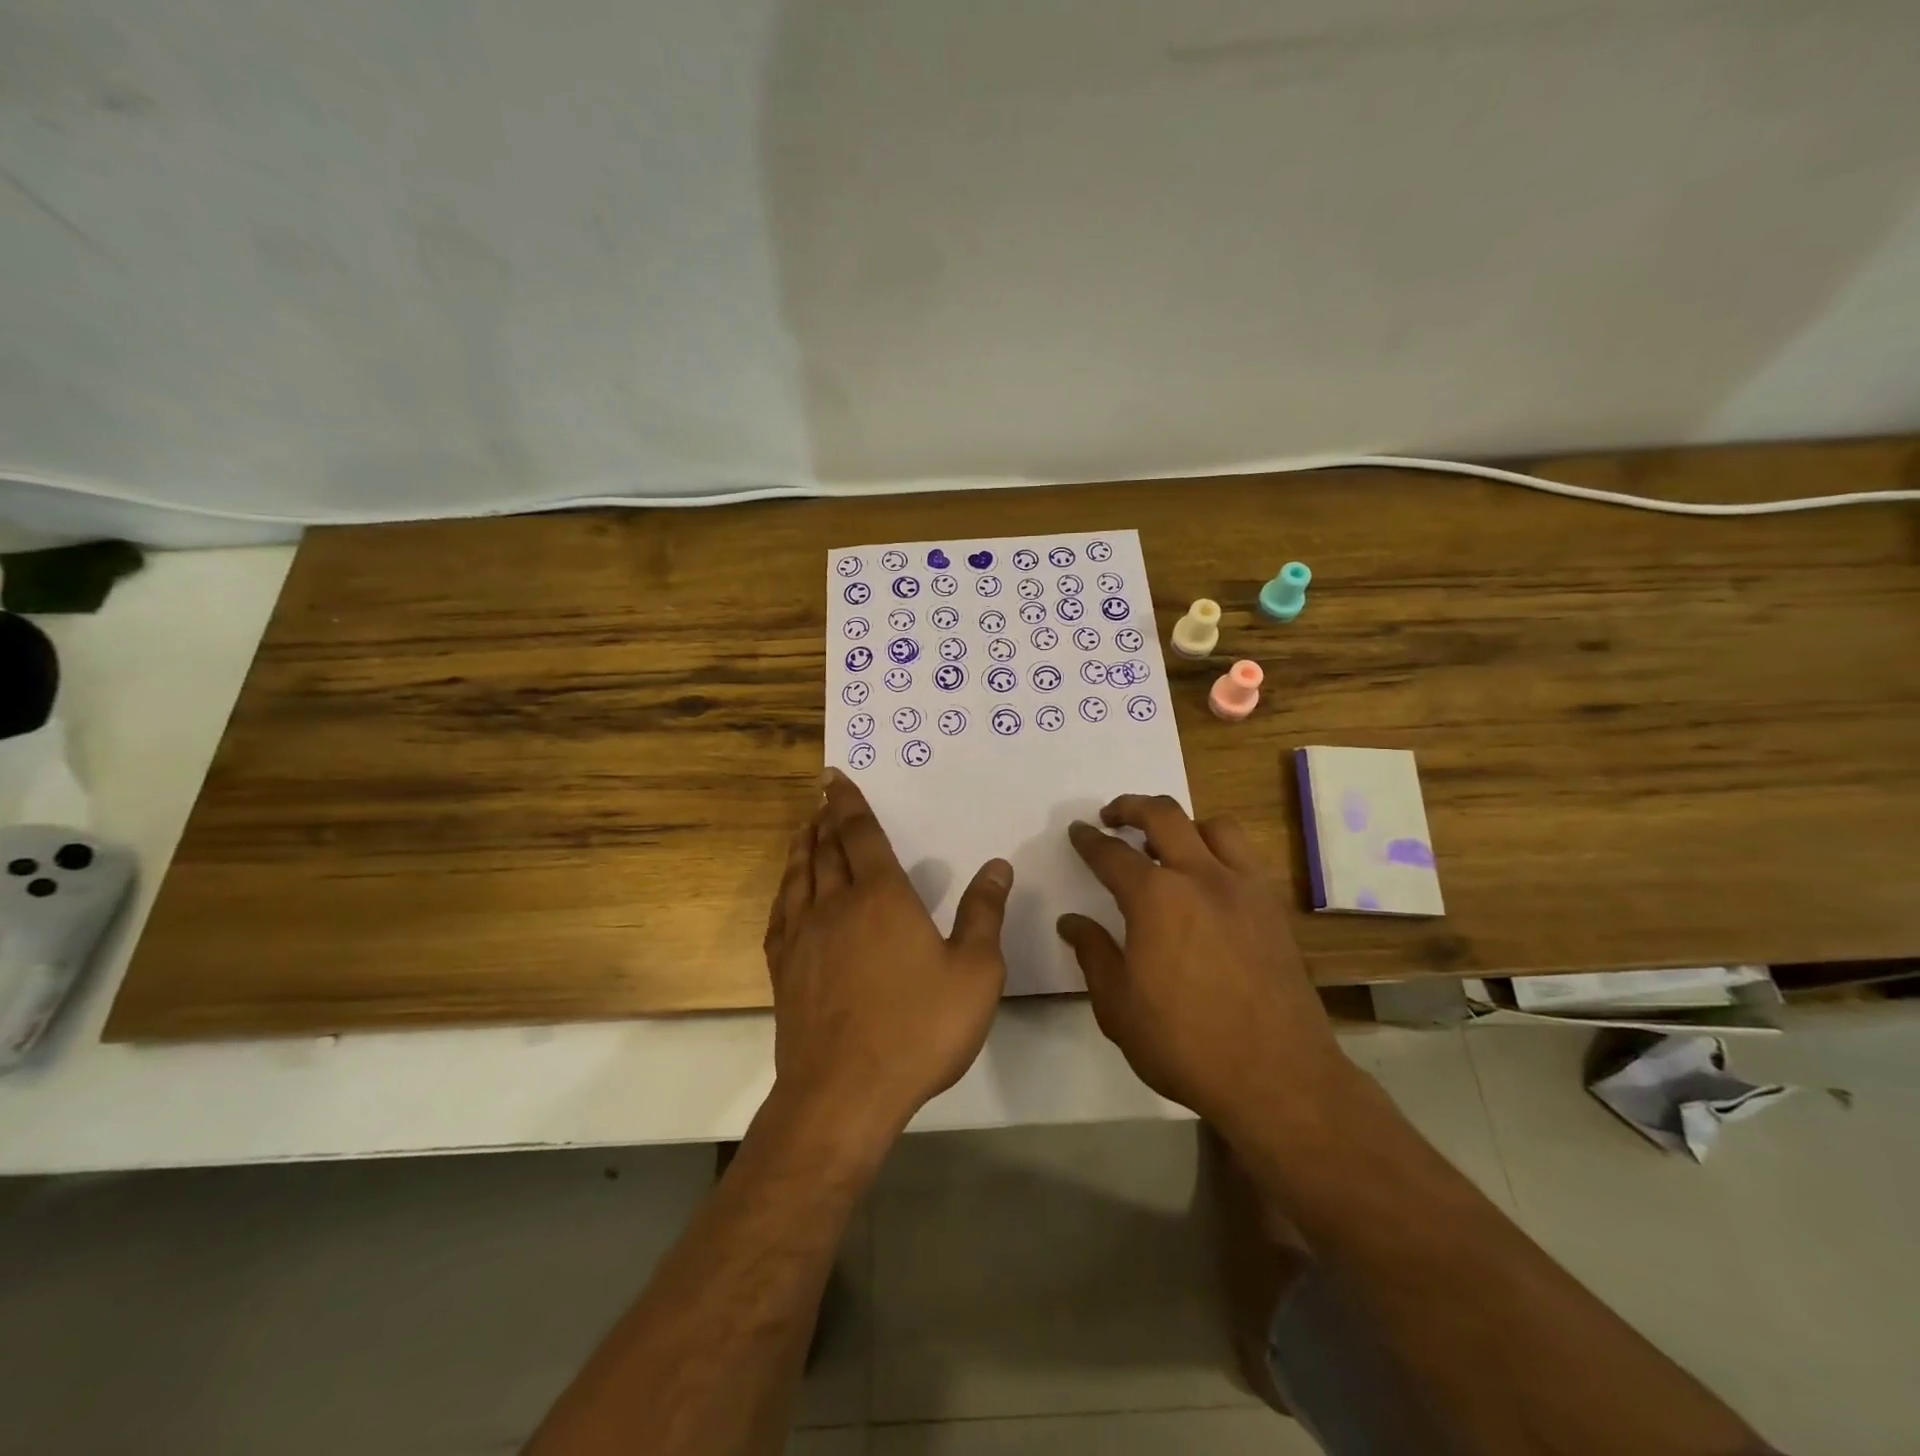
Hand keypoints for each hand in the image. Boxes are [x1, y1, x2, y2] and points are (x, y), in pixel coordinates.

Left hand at [763, 769, 1012, 1138]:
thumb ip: (984, 914)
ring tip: (804, 828)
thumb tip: (997, 866)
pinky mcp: (785, 970)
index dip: (848, 802)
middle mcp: (836, 904)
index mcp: (881, 897)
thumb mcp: (975, 972)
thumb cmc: (918, 1028)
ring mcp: (803, 937)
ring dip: (802, 846)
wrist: (844, 1092)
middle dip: (825, 818)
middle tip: (822, 795)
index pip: (860, 834)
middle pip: (826, 849)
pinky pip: (781, 914)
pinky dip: (785, 890)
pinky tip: (787, 891)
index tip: (834, 777)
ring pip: (799, 876)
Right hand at [1057, 795, 1349, 1127]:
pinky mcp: (1273, 908)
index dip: (1089, 840)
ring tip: (1166, 845)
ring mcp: (1244, 888)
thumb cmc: (1185, 1044)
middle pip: (1164, 816)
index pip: (1112, 854)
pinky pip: (1245, 856)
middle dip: (1131, 806)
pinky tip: (1209, 880)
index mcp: (1155, 898)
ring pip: (1214, 826)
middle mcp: (1201, 877)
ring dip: (1183, 824)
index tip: (1077, 831)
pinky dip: (1219, 850)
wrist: (1277, 1077)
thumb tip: (1071, 921)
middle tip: (1112, 816)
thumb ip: (1092, 953)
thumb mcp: (1117, 1006)